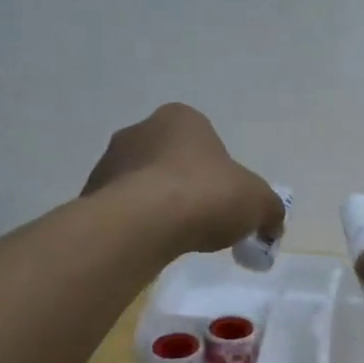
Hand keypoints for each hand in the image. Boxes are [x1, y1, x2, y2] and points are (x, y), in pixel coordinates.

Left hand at [81, 103, 283, 254]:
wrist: (142, 223)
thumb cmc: (205, 195)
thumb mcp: (258, 202)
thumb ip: (270, 209)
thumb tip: (272, 223)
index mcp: (181, 118)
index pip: (206, 141)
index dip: (220, 173)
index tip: (226, 202)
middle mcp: (140, 129)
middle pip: (172, 161)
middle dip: (187, 187)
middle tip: (203, 221)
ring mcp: (109, 161)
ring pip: (144, 184)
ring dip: (159, 205)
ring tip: (175, 237)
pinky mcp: (91, 194)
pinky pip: (122, 209)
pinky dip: (137, 224)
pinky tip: (150, 244)